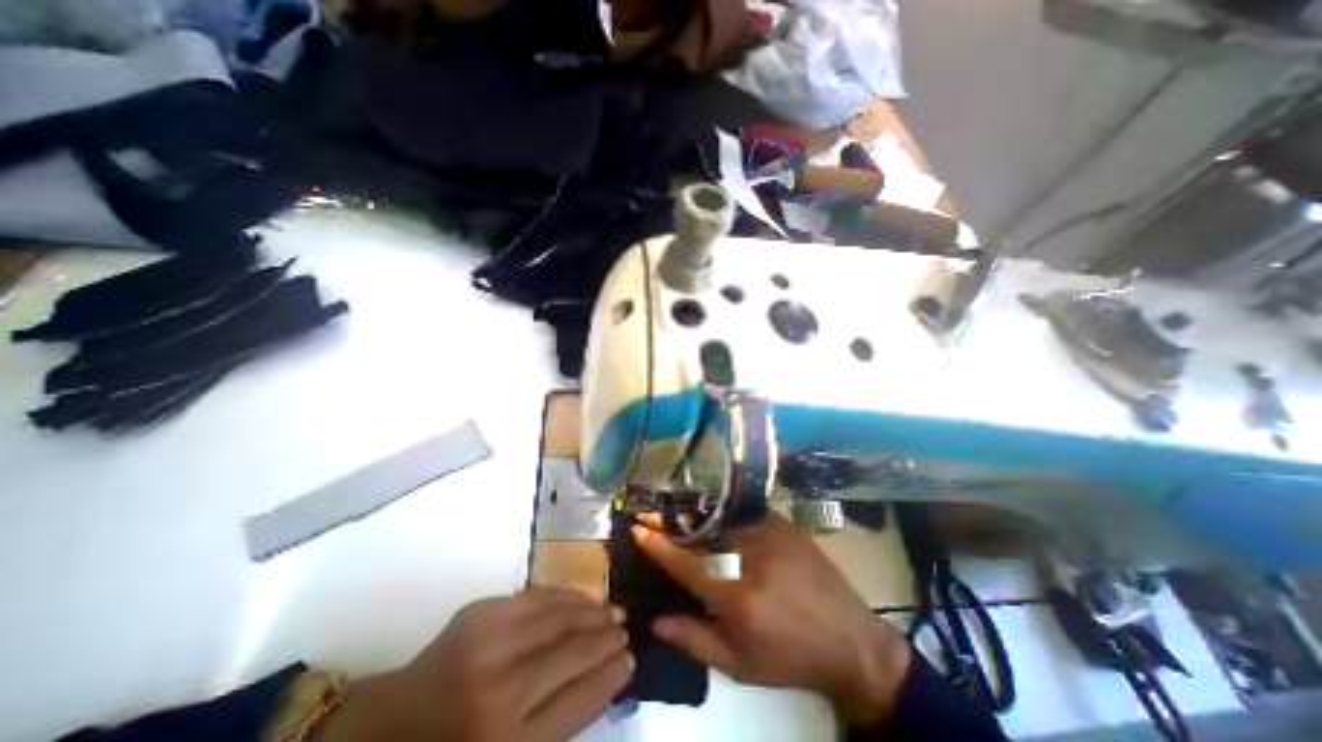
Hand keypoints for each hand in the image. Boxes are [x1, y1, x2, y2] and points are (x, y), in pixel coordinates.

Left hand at [316, 592, 630, 740]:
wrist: (386, 726)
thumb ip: (558, 721)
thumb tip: (605, 674)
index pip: (580, 699)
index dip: (611, 676)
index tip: (631, 660)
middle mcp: (500, 692)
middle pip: (573, 653)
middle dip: (606, 639)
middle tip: (626, 629)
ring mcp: (488, 644)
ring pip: (560, 618)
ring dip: (592, 612)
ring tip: (613, 610)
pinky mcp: (480, 612)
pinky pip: (538, 597)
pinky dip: (566, 596)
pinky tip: (583, 598)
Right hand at [631, 512, 910, 725]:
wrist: (849, 641)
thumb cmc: (789, 658)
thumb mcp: (738, 664)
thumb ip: (694, 641)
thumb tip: (654, 622)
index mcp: (736, 596)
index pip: (685, 563)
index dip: (658, 544)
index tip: (638, 528)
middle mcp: (751, 557)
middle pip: (701, 532)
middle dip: (672, 522)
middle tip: (653, 515)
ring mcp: (771, 534)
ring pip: (722, 518)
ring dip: (697, 516)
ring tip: (679, 514)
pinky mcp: (785, 524)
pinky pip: (745, 514)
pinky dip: (725, 515)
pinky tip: (716, 517)